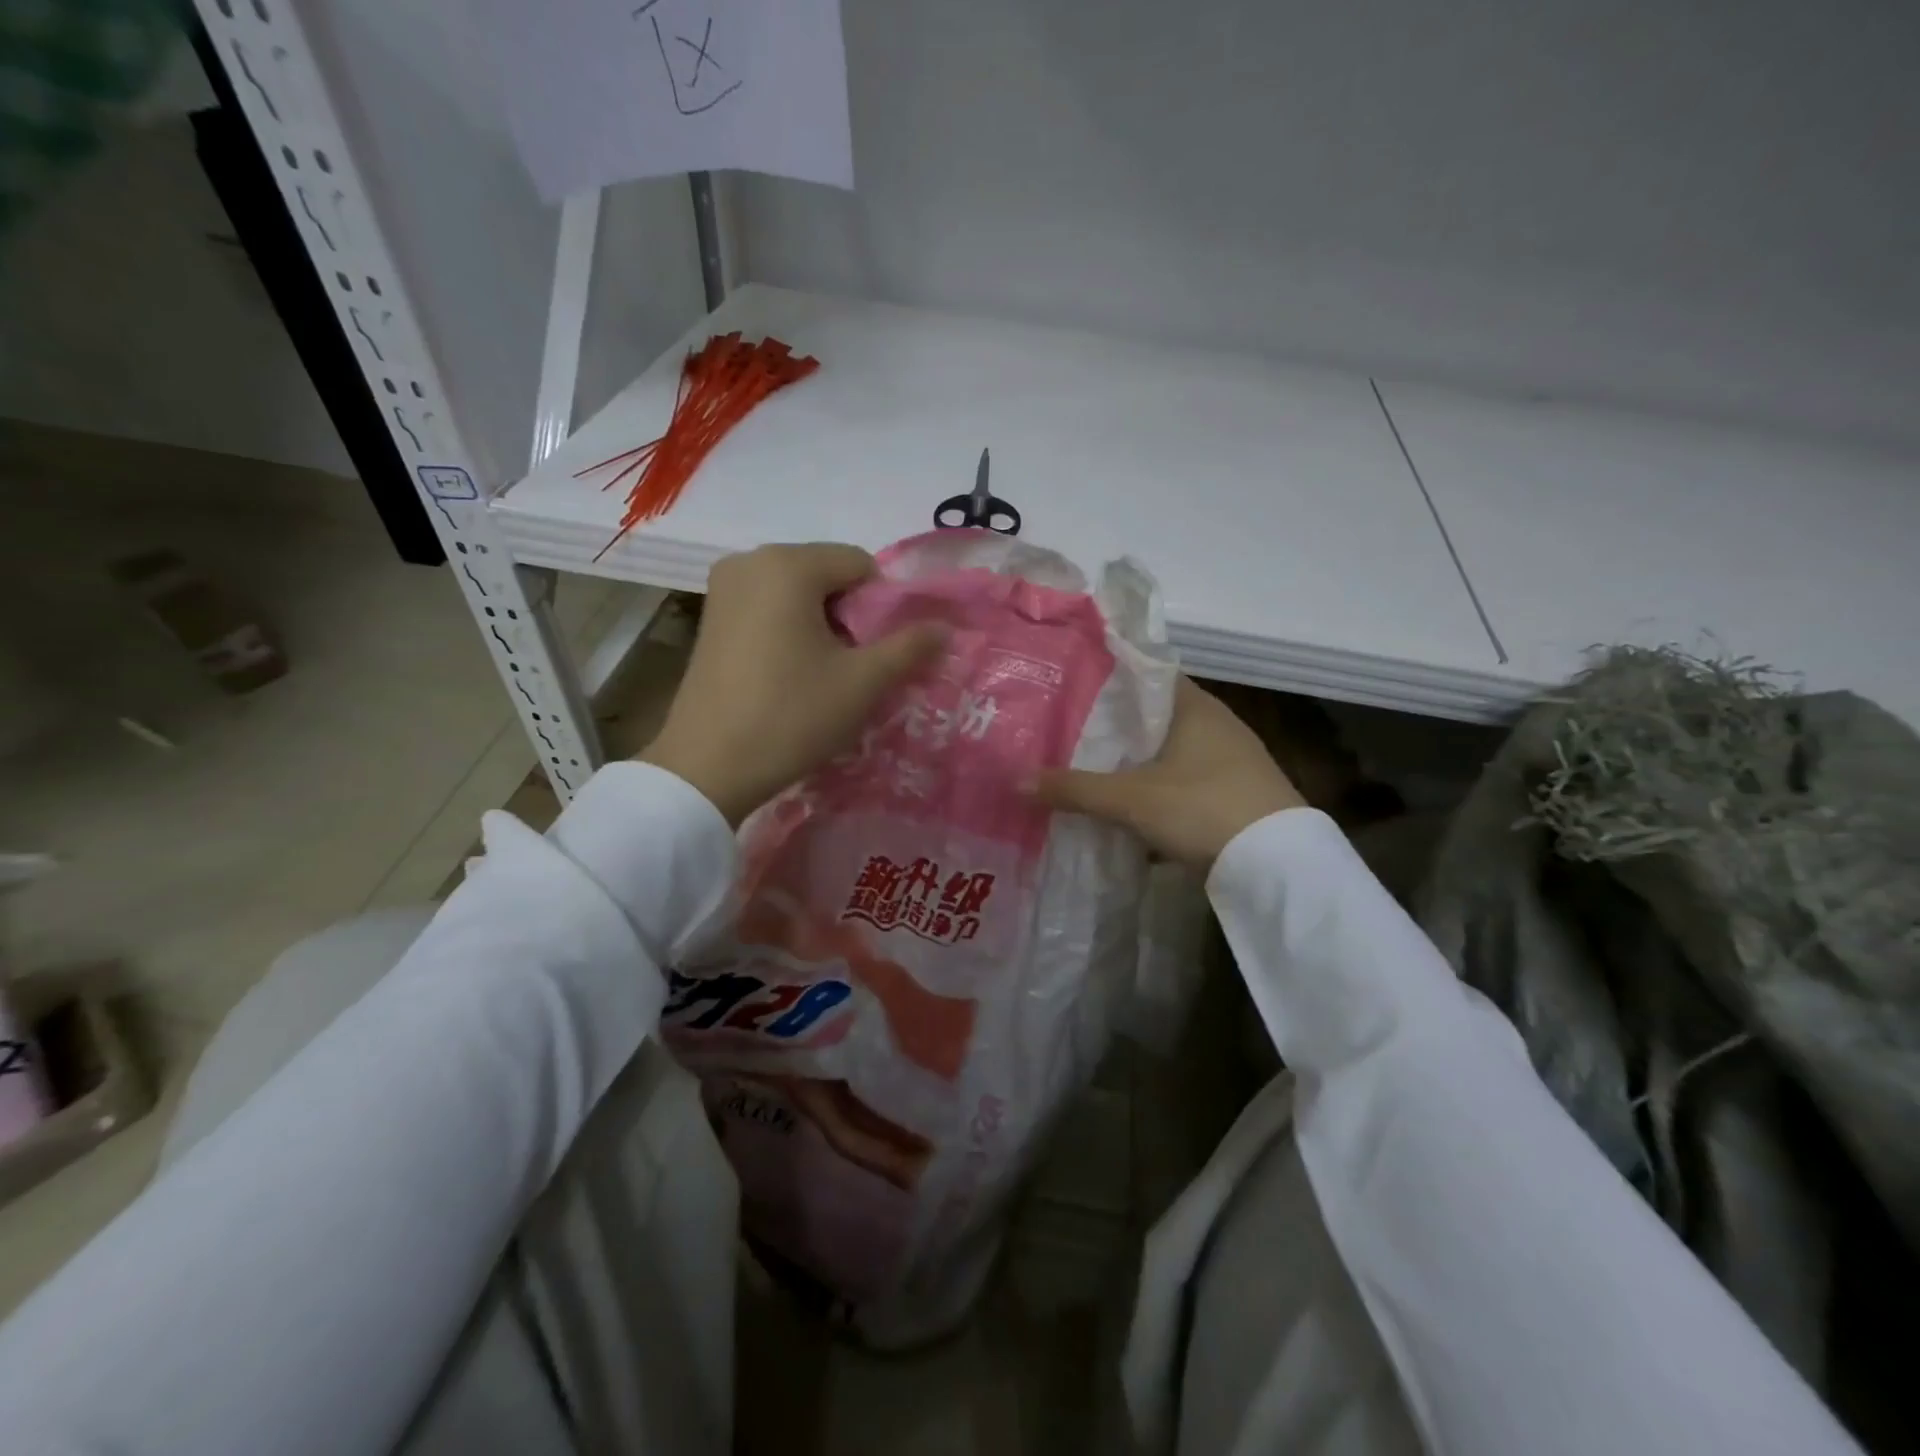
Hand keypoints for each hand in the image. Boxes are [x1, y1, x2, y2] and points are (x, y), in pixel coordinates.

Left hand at [639, 543, 944, 825]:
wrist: (708, 768)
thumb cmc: (791, 716)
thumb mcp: (862, 683)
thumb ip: (910, 647)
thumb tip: (944, 627)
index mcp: (787, 564)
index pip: (860, 564)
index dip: (881, 607)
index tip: (875, 654)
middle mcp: (750, 560)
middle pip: (827, 574)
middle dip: (850, 615)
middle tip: (851, 668)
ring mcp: (724, 587)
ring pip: (798, 592)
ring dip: (822, 624)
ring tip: (821, 674)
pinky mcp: (710, 615)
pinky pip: (769, 606)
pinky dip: (790, 629)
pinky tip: (788, 673)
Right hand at [1029, 677, 1305, 866]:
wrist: (1278, 865)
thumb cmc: (1202, 808)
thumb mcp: (1131, 799)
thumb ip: (1074, 789)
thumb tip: (1017, 780)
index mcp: (1194, 706)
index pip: (1145, 675)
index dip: (1109, 679)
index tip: (1070, 687)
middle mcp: (1216, 723)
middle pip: (1154, 715)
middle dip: (1115, 725)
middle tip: (1068, 729)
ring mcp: (1231, 759)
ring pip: (1169, 750)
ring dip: (1136, 759)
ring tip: (1090, 765)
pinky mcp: (1235, 792)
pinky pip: (1184, 778)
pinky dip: (1157, 785)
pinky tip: (1130, 802)